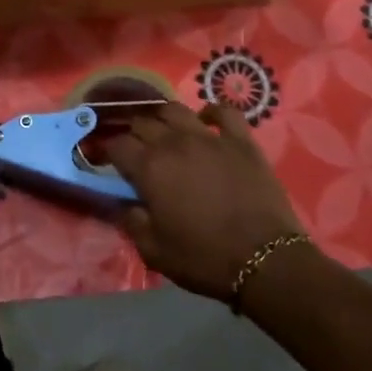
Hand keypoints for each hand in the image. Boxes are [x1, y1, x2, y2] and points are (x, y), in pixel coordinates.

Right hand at [102, 103, 308, 301]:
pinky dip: (212, 112)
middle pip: (143, 122)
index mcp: (149, 168)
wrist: (264, 260)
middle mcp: (174, 143)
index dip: (107, 151)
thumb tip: (123, 203)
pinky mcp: (241, 140)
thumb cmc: (205, 259)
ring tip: (164, 130)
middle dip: (132, 133)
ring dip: (163, 117)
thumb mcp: (155, 252)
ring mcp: (209, 137)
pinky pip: (224, 112)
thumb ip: (132, 222)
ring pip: (176, 110)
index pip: (117, 145)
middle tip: (135, 149)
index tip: (107, 161)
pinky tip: (206, 120)